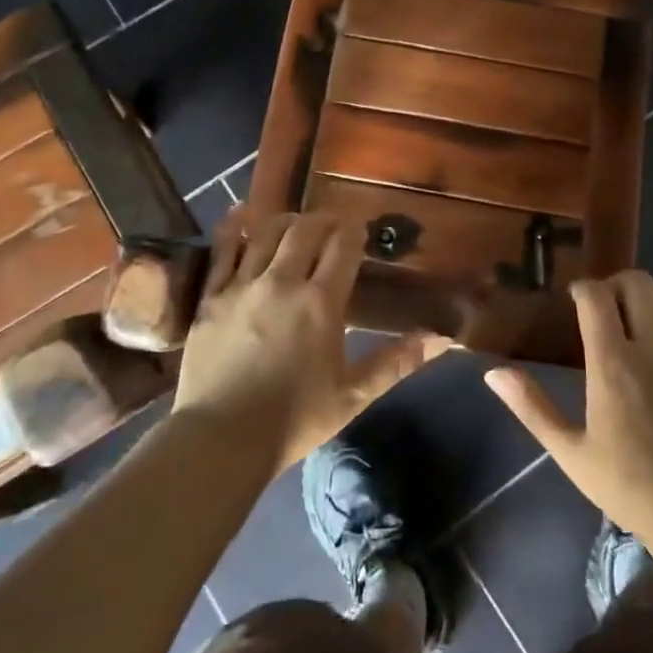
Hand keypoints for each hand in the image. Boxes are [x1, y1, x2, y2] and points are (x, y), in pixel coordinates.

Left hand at [171, 210, 449, 477]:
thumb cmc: (294, 420)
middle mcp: (282, 282)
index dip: (355, 232)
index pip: (343, 247)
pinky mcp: (211, 296)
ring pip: (267, 233)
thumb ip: (396, 362)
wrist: (221, 439)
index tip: (361, 231)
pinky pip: (223, 249)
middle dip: (325, 220)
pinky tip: (242, 212)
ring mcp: (242, 285)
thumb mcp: (353, 395)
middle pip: (306, 230)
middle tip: (334, 226)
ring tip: (298, 223)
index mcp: (320, 303)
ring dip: (288, 220)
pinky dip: (234, 226)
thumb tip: (441, 339)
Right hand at [484, 272, 652, 542]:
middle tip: (610, 305)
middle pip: (637, 283)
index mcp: (612, 363)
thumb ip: (531, 407)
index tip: (577, 299)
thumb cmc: (629, 486)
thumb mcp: (570, 452)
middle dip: (618, 284)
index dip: (583, 288)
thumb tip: (493, 373)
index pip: (595, 297)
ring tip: (647, 313)